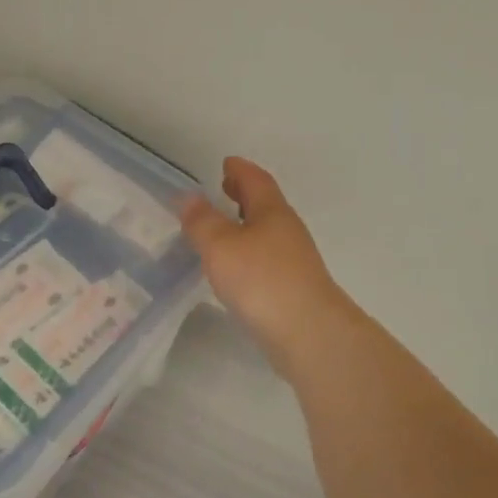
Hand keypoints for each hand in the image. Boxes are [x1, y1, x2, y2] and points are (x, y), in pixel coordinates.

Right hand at [180, 157, 356, 370]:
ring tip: (224, 228)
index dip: (241, 170)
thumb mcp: (221, 246)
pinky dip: (249, 252)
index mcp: (272, 213)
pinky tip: (236, 267)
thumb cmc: (262, 281)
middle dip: (244, 195)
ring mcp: (294, 262)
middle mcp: (287, 231)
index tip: (227, 162)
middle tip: (224, 188)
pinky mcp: (293, 289)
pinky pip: (267, 258)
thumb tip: (188, 196)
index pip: (256, 181)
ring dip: (246, 224)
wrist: (309, 334)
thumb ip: (202, 221)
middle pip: (265, 204)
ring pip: (267, 232)